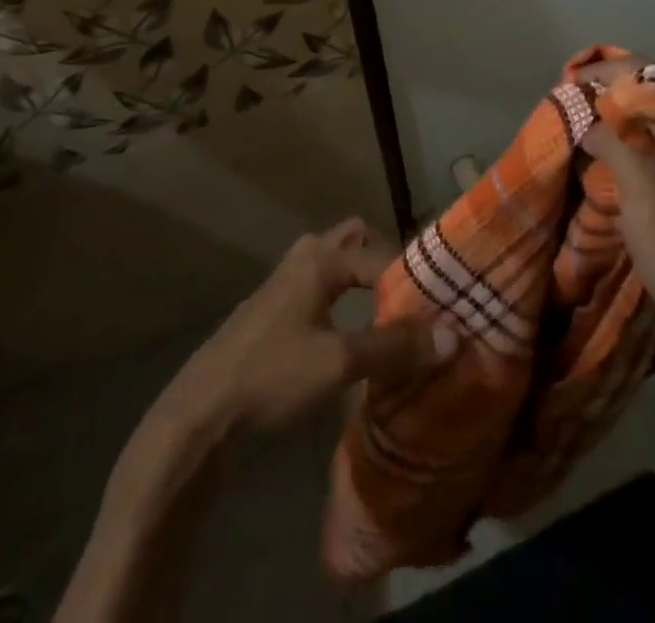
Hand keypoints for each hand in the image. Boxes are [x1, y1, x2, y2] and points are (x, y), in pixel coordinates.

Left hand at [169, 218, 456, 432]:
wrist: (201, 413)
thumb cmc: (271, 375)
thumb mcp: (339, 363)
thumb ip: (394, 347)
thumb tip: (452, 334)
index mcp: (320, 259)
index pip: (382, 256)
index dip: (412, 280)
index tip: (439, 306)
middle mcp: (304, 257)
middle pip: (354, 241)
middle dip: (385, 261)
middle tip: (412, 295)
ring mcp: (285, 282)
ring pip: (335, 263)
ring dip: (362, 278)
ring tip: (391, 310)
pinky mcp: (275, 310)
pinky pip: (320, 286)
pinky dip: (343, 296)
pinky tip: (352, 330)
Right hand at [576, 62, 654, 485]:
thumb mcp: (648, 200)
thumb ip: (615, 148)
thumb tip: (585, 117)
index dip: (613, 72)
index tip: (570, 80)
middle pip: (652, 106)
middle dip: (607, 99)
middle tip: (565, 105)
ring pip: (648, 137)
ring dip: (611, 131)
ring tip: (571, 131)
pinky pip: (649, 167)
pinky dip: (620, 161)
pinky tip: (593, 170)